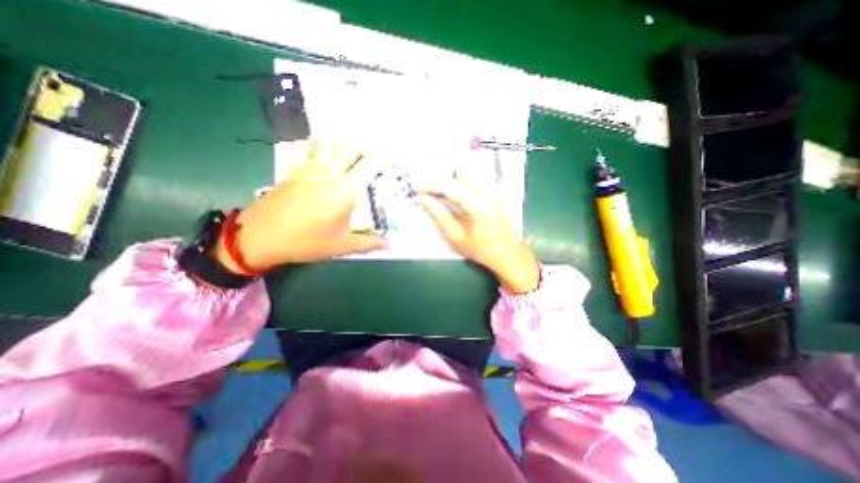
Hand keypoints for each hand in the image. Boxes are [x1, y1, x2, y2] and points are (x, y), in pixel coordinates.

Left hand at [213, 141, 387, 272]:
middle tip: (369, 156)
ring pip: (328, 143)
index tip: (383, 164)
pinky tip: (317, 153)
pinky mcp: (292, 169)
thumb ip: (368, 243)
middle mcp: (329, 174)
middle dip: (363, 149)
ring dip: (341, 144)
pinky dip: (312, 144)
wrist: (260, 237)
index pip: (367, 166)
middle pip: (350, 148)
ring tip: (348, 153)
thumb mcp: (341, 246)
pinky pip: (303, 146)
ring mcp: (308, 168)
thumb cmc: (306, 242)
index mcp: (345, 192)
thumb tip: (390, 245)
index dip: (378, 162)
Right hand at [415, 180, 535, 291]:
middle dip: (436, 180)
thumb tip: (421, 199)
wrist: (507, 253)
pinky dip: (459, 182)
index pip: (448, 186)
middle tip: (423, 189)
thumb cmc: (481, 249)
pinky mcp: (495, 191)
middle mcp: (487, 192)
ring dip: (448, 179)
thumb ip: (438, 214)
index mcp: (478, 204)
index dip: (429, 185)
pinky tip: (452, 191)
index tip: (415, 188)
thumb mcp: (455, 236)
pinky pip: (474, 178)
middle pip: (456, 175)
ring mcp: (493, 190)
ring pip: (465, 174)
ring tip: (435, 190)